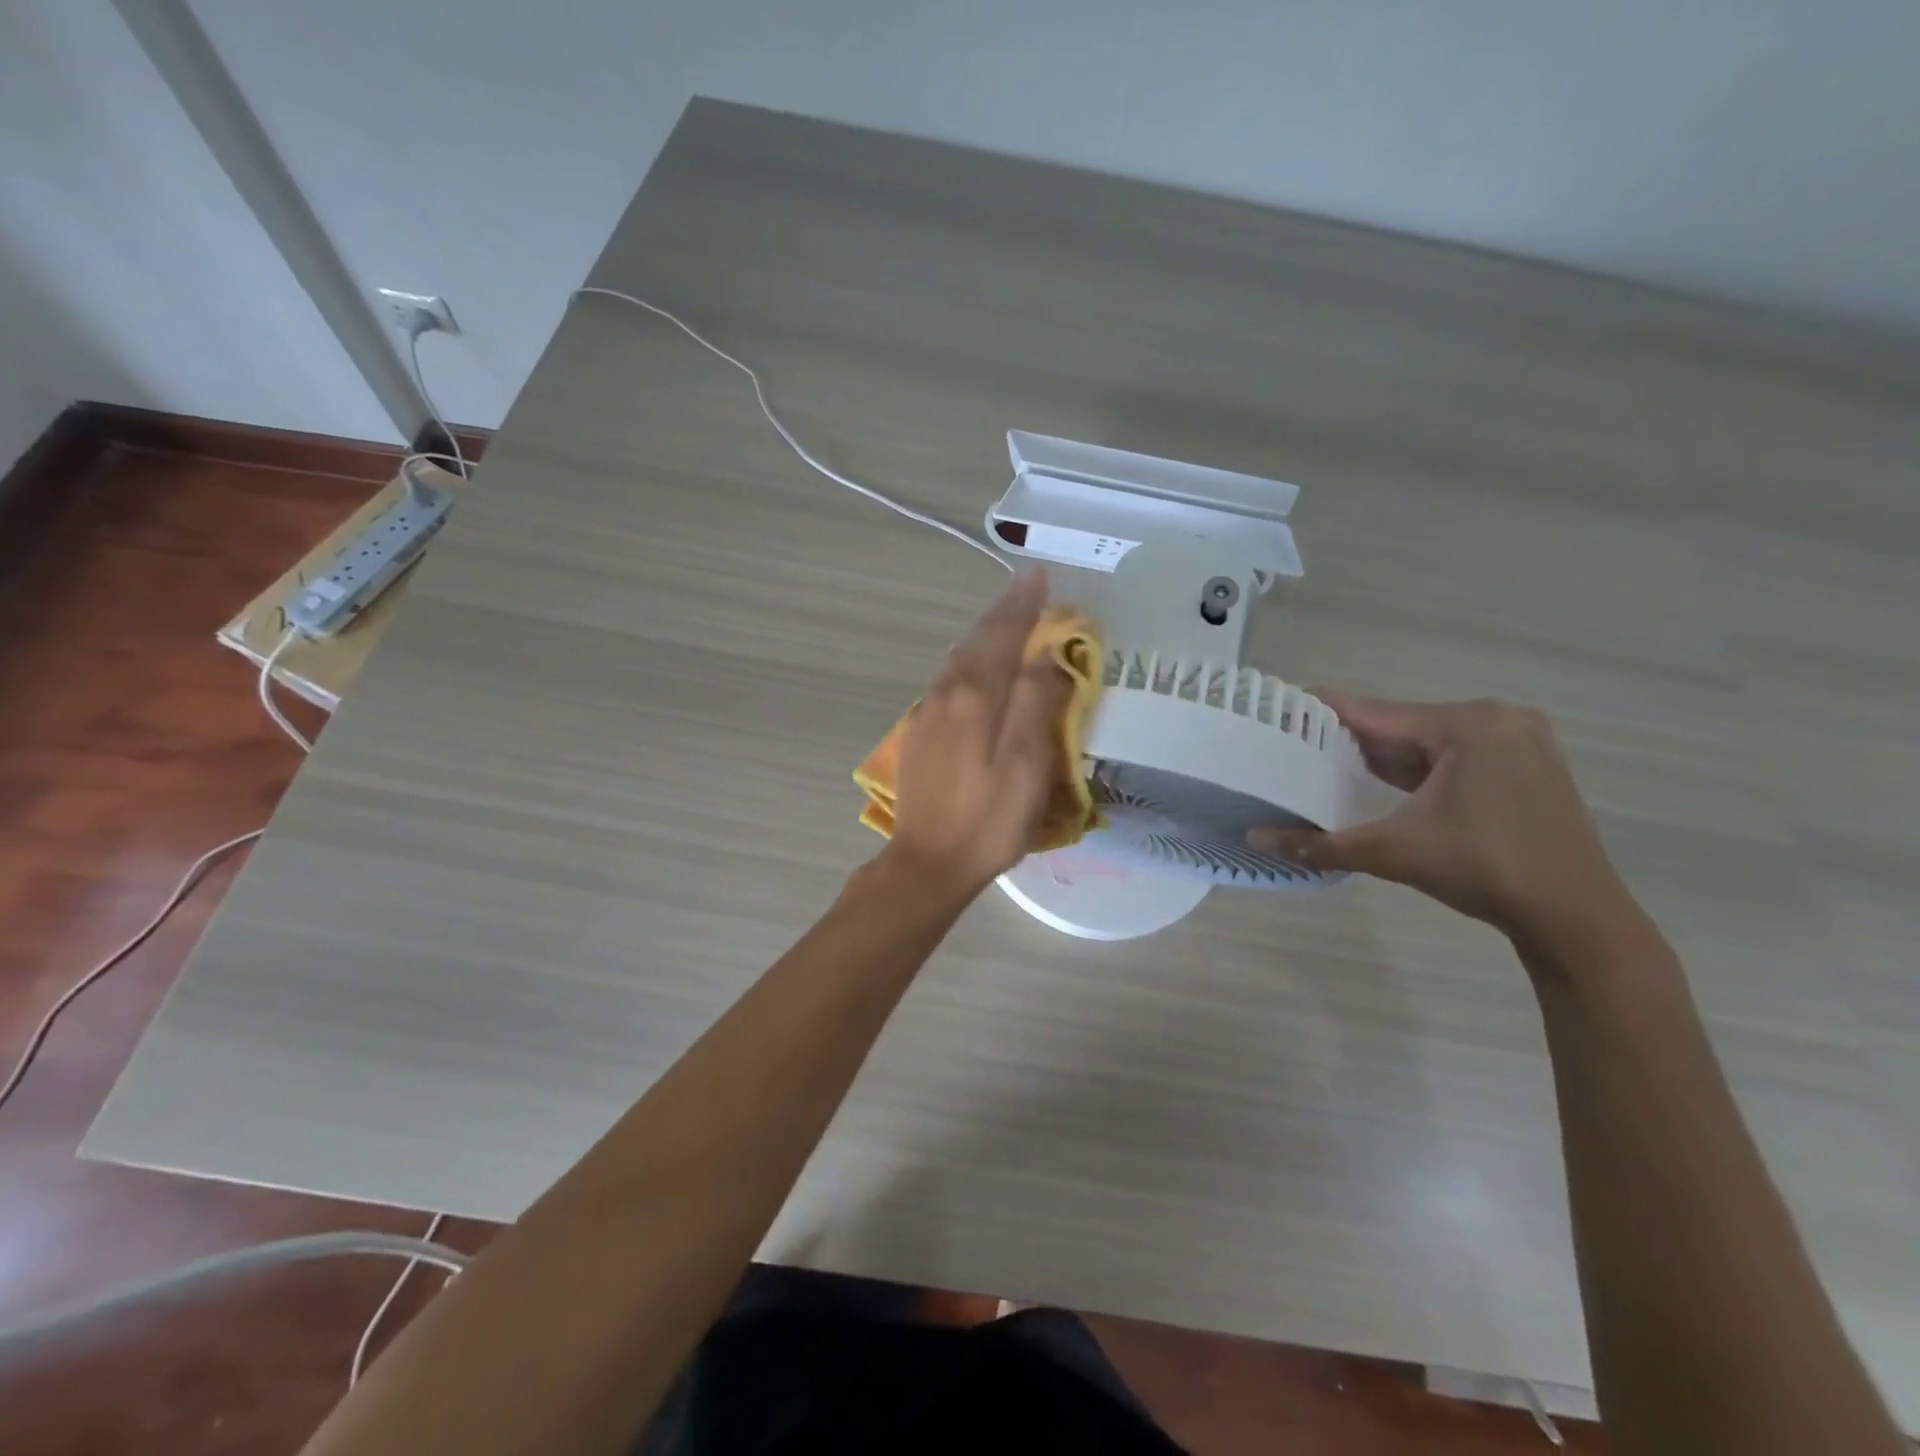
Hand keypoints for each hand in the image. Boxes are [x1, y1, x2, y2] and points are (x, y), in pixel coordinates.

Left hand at [883, 570, 1073, 899]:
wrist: (927, 863)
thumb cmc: (989, 819)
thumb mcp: (1026, 764)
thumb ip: (1037, 703)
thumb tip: (1048, 654)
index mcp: (975, 696)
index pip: (1004, 635)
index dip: (1024, 605)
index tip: (1038, 575)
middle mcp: (945, 694)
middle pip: (977, 641)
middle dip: (1003, 611)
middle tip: (1026, 585)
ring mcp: (926, 714)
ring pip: (959, 659)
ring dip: (985, 634)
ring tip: (1007, 616)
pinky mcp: (920, 734)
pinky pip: (949, 680)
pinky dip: (970, 660)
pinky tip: (976, 666)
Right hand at [1250, 694, 1631, 940]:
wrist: (1575, 917)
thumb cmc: (1483, 871)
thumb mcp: (1392, 853)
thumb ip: (1319, 844)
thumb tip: (1255, 838)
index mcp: (1467, 725)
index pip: (1376, 712)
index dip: (1324, 711)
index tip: (1280, 706)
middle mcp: (1497, 719)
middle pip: (1403, 724)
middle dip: (1352, 739)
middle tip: (1296, 745)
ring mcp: (1519, 741)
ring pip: (1429, 740)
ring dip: (1385, 755)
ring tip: (1327, 762)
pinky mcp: (1528, 765)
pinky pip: (1456, 754)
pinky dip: (1420, 767)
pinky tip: (1384, 781)